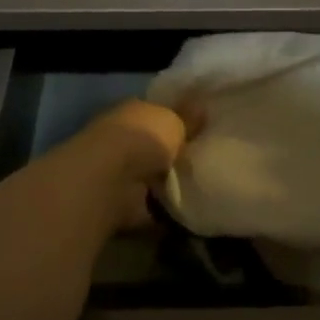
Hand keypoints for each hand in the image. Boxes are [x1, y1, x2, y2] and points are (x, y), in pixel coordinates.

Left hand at [75, 99, 195, 233]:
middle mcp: (124, 140)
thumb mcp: (173, 121)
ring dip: (171, 184)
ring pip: (153, 177)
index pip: (157, 113)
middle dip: (175, 154)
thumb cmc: (141, 138)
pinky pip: (153, 208)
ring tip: (205, 188)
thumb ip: (188, 118)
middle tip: (209, 161)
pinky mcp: (125, 205)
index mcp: (133, 112)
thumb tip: (202, 106)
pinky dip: (167, 213)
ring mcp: (122, 175)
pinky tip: (192, 213)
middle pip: (155, 146)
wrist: (110, 182)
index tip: (202, 128)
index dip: (177, 119)